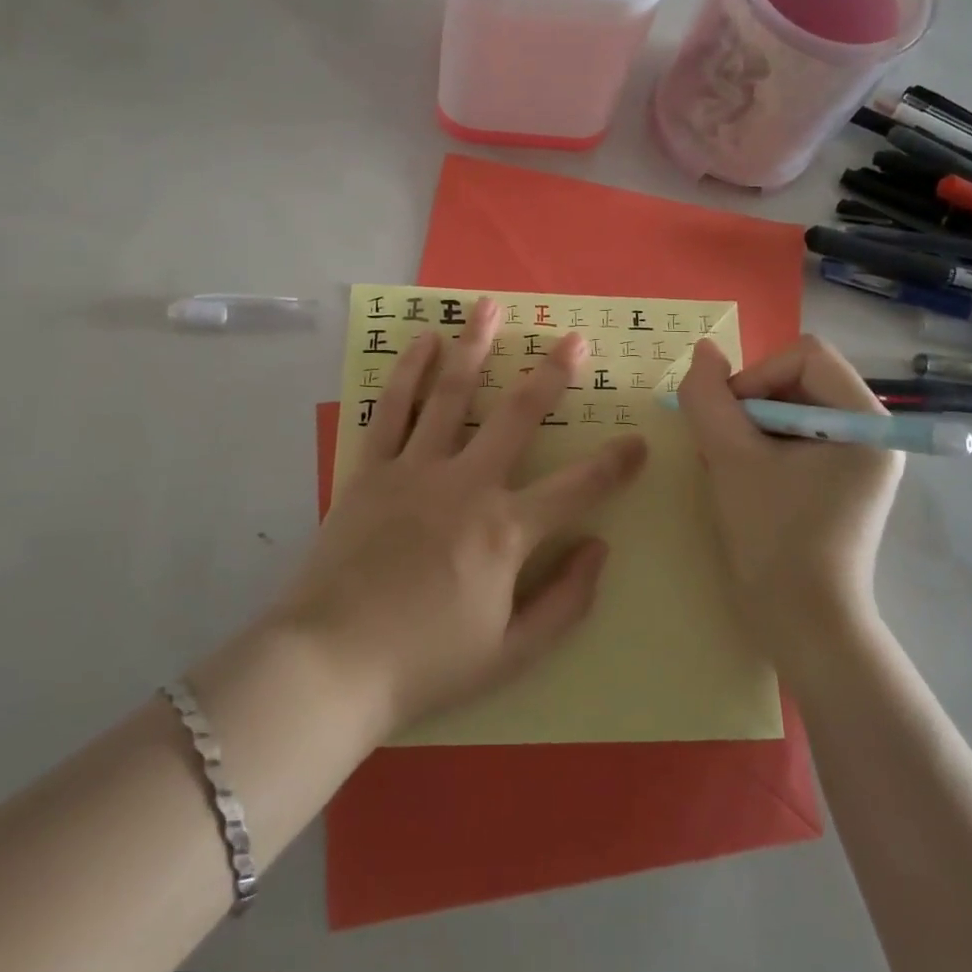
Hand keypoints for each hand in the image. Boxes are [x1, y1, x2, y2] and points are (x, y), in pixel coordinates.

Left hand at [271, 297, 647, 738]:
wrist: (330, 665)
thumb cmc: (426, 664)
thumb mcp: (512, 655)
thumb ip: (566, 602)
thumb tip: (602, 548)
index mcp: (506, 531)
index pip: (578, 488)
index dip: (616, 464)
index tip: (640, 440)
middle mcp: (466, 485)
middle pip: (517, 416)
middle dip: (552, 374)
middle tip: (575, 338)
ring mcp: (415, 470)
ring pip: (452, 394)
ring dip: (475, 347)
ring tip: (490, 306)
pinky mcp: (371, 469)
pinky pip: (392, 409)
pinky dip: (409, 371)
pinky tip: (425, 340)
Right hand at [677, 335, 903, 660]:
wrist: (803, 627)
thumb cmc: (774, 538)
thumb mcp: (730, 458)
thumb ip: (709, 397)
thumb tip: (703, 350)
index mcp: (866, 422)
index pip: (805, 356)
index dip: (757, 376)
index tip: (728, 420)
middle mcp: (871, 433)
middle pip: (798, 379)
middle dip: (750, 404)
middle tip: (722, 445)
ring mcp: (856, 460)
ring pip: (789, 408)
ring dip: (749, 427)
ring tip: (727, 466)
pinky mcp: (838, 482)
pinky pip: (793, 437)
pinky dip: (759, 447)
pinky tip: (740, 478)